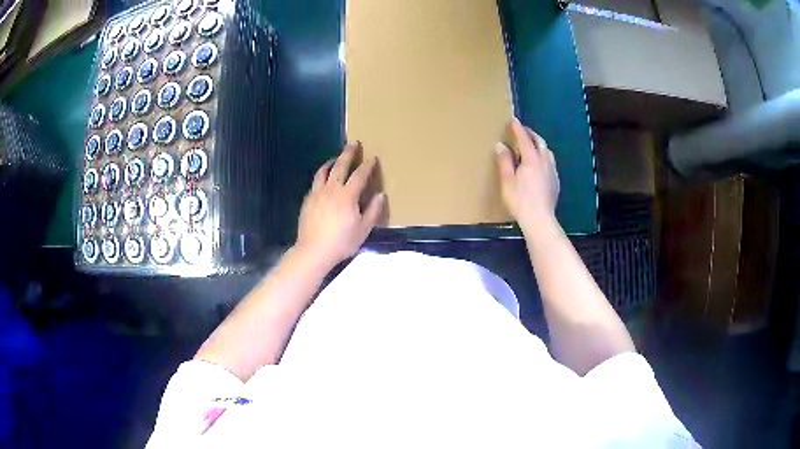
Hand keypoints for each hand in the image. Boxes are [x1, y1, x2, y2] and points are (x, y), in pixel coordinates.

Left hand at [296, 142, 384, 267]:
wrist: (314, 251)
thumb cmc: (341, 242)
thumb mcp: (363, 230)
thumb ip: (373, 211)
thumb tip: (381, 195)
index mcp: (347, 195)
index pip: (360, 175)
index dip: (368, 166)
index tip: (373, 158)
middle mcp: (332, 189)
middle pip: (340, 165)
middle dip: (348, 153)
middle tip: (354, 143)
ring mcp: (317, 193)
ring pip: (324, 171)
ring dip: (332, 161)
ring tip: (336, 158)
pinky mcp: (308, 200)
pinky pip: (315, 181)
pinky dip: (322, 175)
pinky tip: (324, 178)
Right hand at [496, 118, 559, 227]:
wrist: (539, 219)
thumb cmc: (520, 200)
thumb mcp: (507, 180)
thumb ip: (505, 161)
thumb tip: (501, 145)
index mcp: (531, 159)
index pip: (525, 139)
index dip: (519, 129)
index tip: (513, 120)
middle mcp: (544, 162)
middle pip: (540, 142)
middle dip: (531, 134)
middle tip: (523, 131)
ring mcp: (552, 172)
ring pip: (547, 152)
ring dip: (540, 145)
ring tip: (533, 145)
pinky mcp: (555, 182)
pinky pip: (551, 163)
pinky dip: (544, 157)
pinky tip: (540, 164)